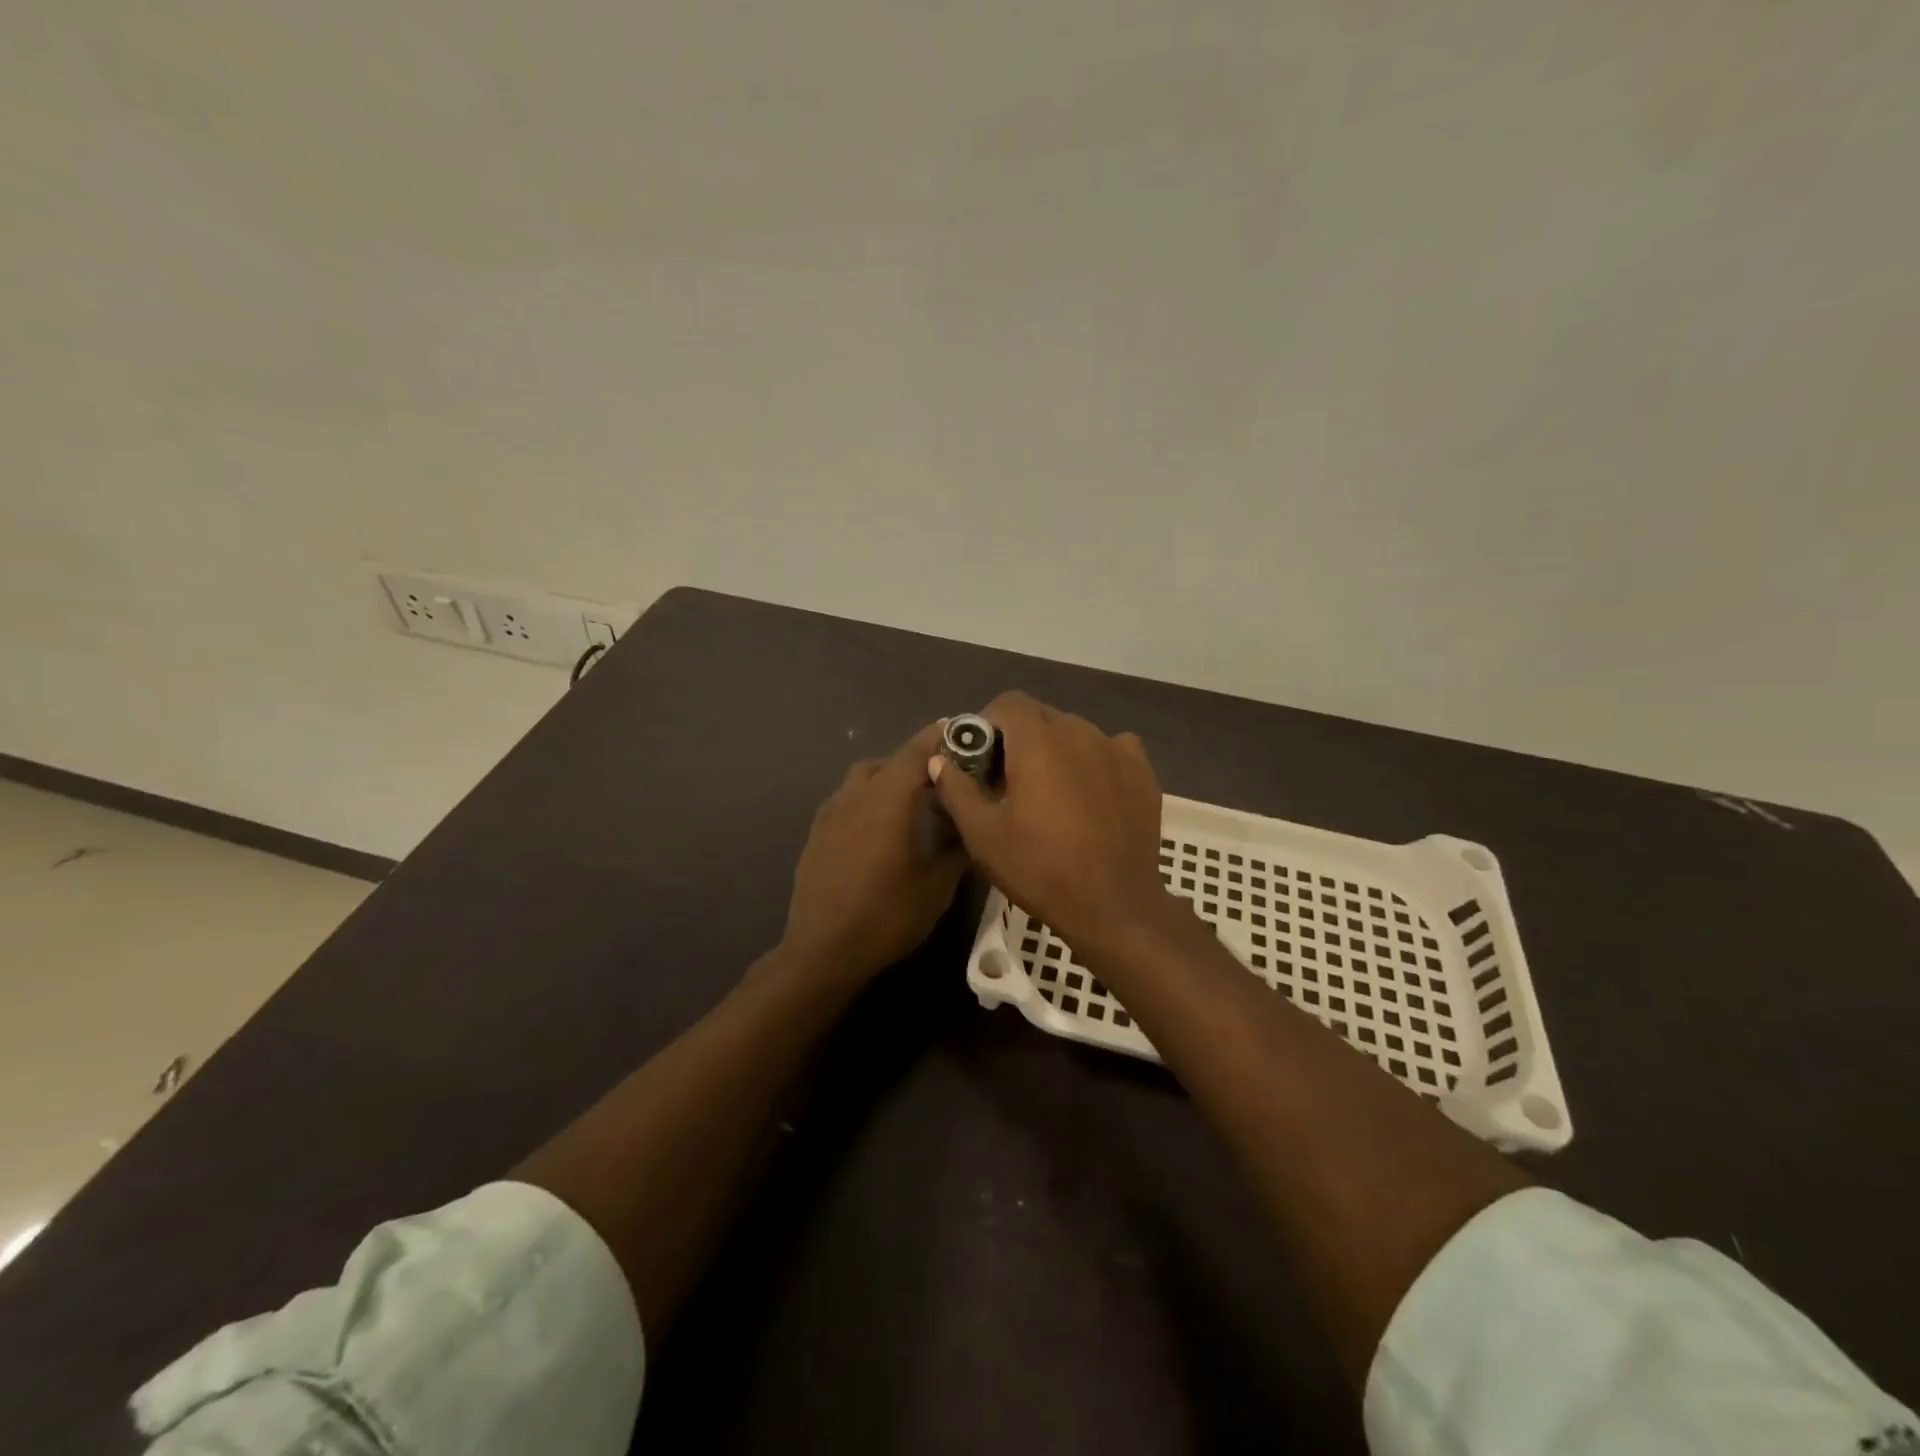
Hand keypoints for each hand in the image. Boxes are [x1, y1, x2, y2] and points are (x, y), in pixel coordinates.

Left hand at [781, 722, 965, 985]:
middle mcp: (857, 794)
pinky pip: (848, 798)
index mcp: (889, 799)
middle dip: (918, 760)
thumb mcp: (938, 886)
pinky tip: (880, 826)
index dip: (940, 736)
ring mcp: (832, 812)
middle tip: (944, 776)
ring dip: (890, 777)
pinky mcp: (817, 831)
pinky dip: (869, 797)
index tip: (960, 729)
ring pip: (865, 777)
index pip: (917, 751)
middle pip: (891, 760)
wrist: (823, 950)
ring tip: (912, 800)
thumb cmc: (887, 916)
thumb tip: (972, 827)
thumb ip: (957, 848)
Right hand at [927, 691, 1175, 954]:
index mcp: (1039, 742)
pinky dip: (1095, 759)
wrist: (1113, 905)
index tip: (983, 757)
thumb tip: (940, 760)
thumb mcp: (983, 836)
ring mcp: (1116, 749)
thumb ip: (957, 790)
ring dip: (1056, 748)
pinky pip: (1112, 747)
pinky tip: (1090, 791)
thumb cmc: (1040, 869)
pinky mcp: (1142, 771)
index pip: (1009, 703)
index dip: (989, 722)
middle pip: (1042, 716)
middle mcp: (1080, 732)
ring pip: (1076, 731)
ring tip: (1051, 790)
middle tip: (1010, 779)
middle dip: (1021, 737)